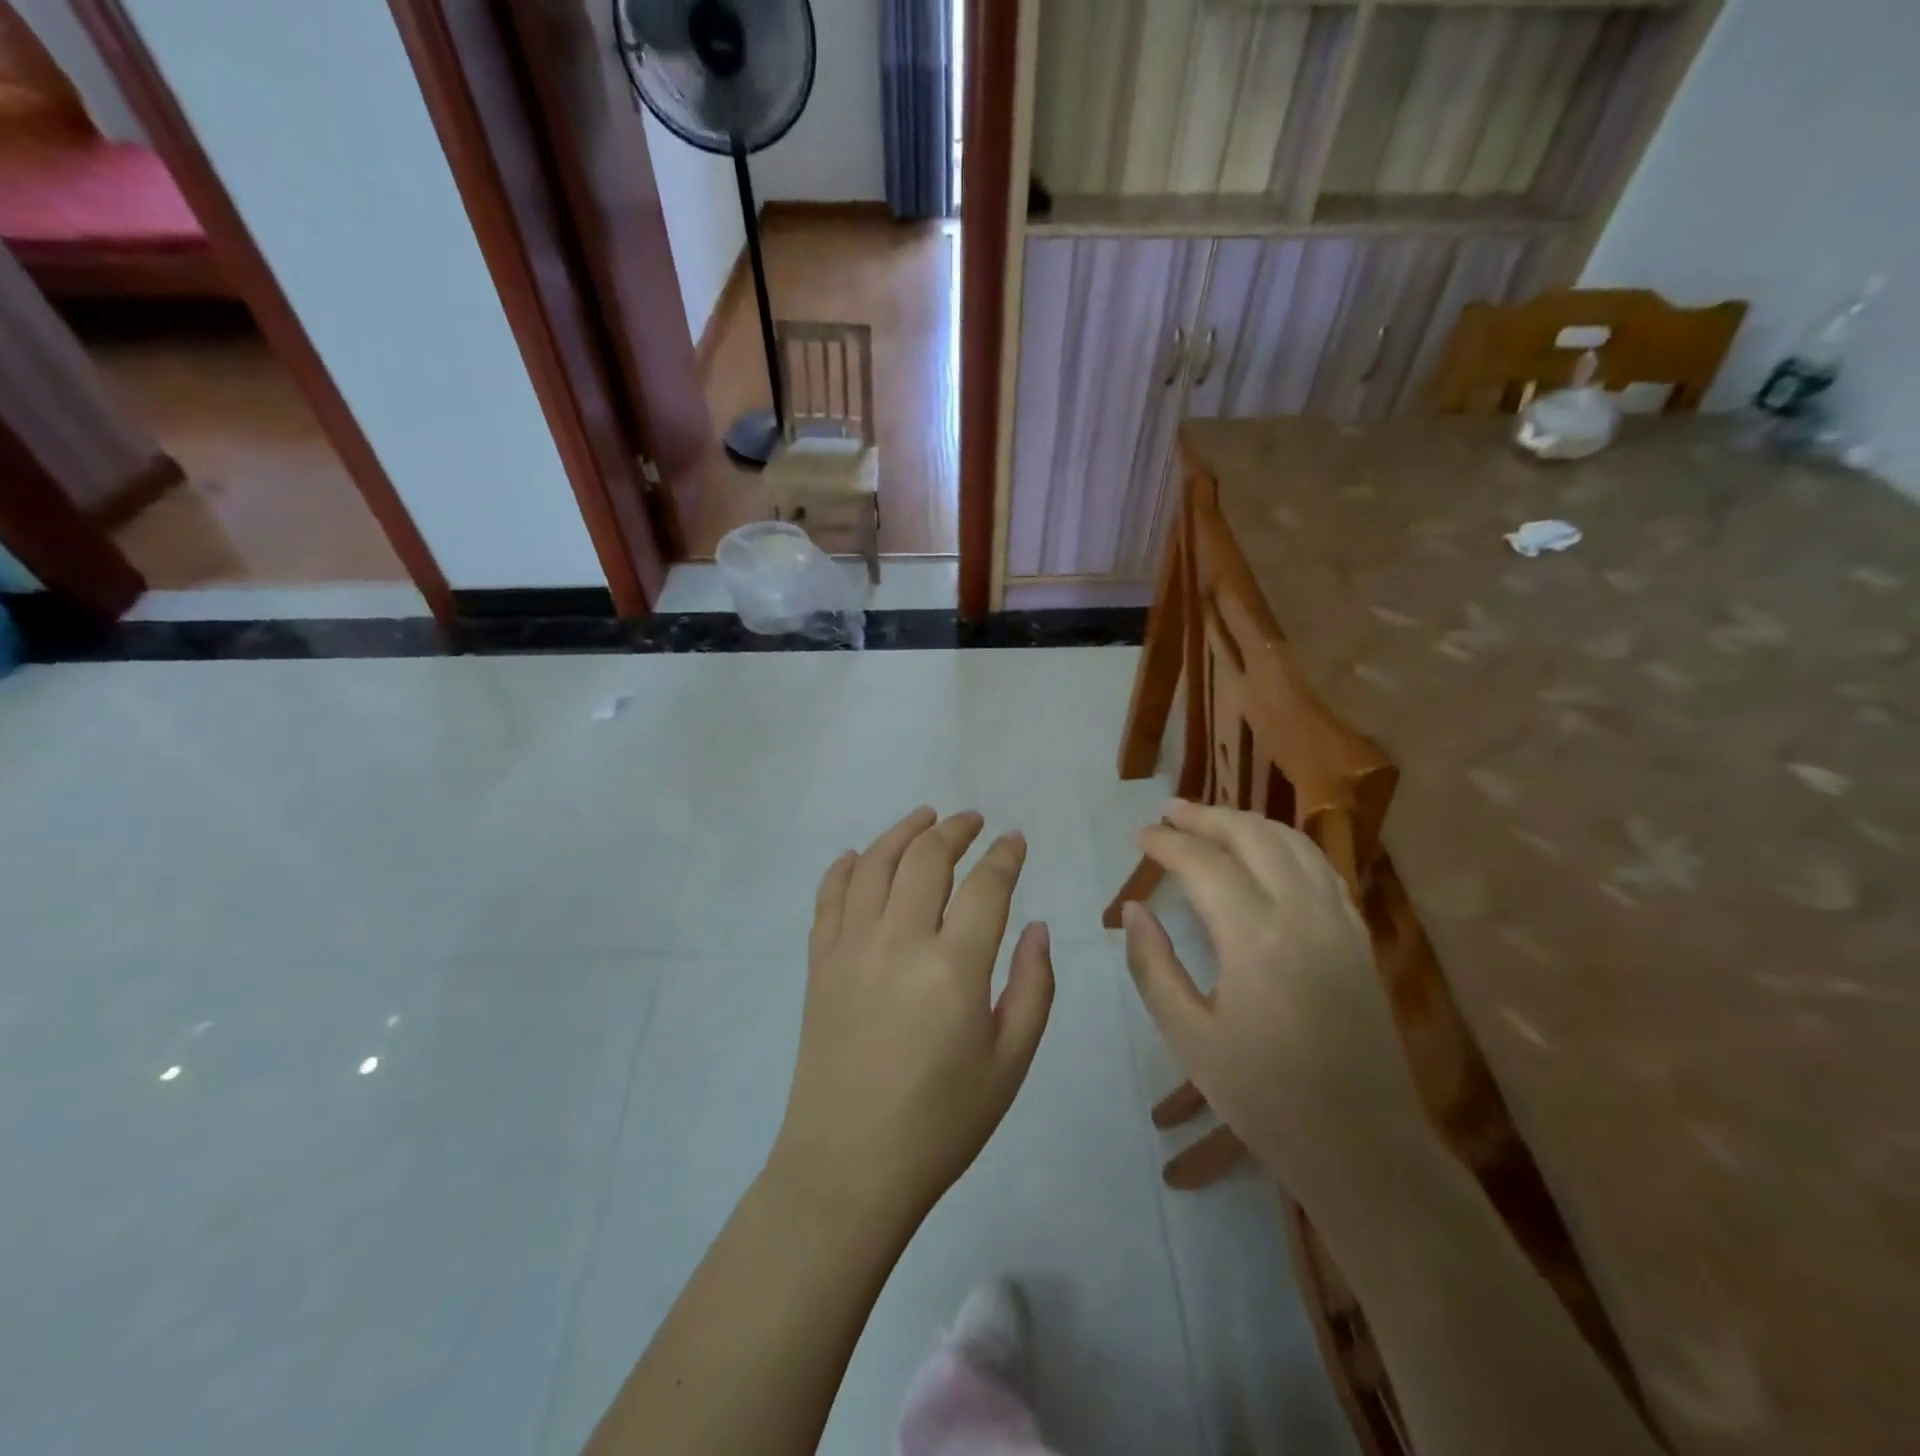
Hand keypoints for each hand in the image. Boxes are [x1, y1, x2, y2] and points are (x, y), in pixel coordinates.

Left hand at [771, 807, 1054, 1225]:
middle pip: (927, 858)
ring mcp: (851, 947)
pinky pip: (829, 897)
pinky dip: (845, 868)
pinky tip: (859, 857)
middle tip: (972, 821)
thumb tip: (1038, 927)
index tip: (1014, 840)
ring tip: (924, 818)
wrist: (848, 1167)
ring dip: (902, 832)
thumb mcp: (1010, 1064)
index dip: (1004, 855)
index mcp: (954, 967)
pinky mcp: (819, 963)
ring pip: (875, 864)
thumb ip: (1032, 987)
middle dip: (954, 830)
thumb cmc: (942, 1123)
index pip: (986, 885)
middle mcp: (900, 941)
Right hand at [1121, 802, 1433, 1212]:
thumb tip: (1133, 909)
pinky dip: (1286, 843)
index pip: (1203, 864)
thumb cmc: (1265, 1098)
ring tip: (1211, 820)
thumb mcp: (1189, 1038)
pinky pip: (1320, 866)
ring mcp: (1338, 921)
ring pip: (1292, 842)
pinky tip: (1267, 851)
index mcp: (1254, 937)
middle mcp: (1301, 913)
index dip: (1166, 843)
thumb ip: (1153, 966)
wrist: (1365, 1145)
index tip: (1139, 836)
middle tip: (1170, 813)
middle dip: (1206, 817)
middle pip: (1252, 835)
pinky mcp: (1358, 936)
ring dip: (1248, 822)